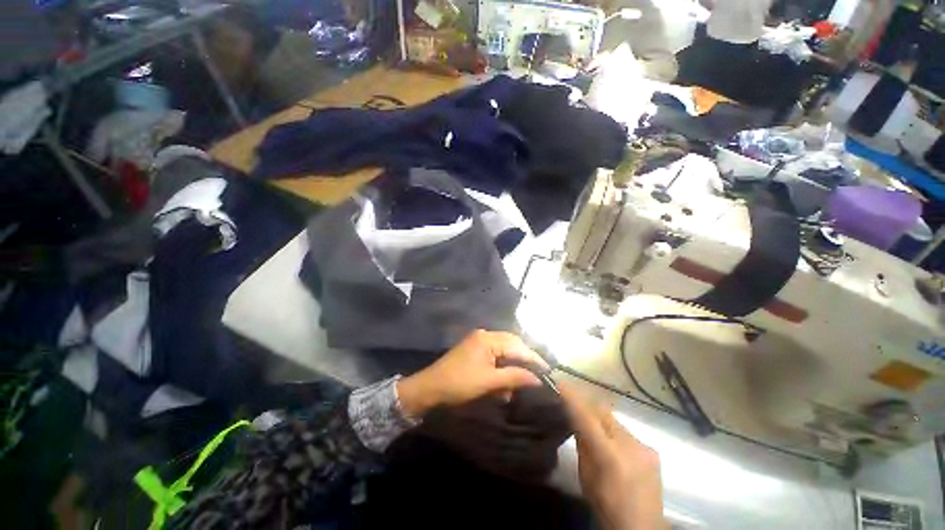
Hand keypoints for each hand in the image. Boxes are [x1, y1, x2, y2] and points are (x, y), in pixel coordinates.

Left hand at [396, 330, 547, 417]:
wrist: (430, 388)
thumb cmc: (460, 383)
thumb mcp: (489, 382)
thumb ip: (514, 377)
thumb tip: (538, 378)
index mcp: (488, 338)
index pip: (517, 346)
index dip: (533, 359)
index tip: (548, 371)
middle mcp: (485, 335)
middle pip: (512, 345)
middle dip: (523, 362)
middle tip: (536, 377)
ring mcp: (479, 342)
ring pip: (504, 352)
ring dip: (511, 368)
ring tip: (516, 387)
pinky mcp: (475, 351)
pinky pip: (494, 357)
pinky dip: (501, 370)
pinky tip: (503, 385)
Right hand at [559, 382, 666, 529]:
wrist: (642, 527)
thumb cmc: (606, 505)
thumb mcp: (586, 476)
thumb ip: (582, 445)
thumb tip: (576, 420)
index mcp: (610, 455)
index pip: (587, 417)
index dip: (572, 398)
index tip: (560, 383)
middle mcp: (630, 444)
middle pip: (602, 411)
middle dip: (586, 404)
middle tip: (572, 400)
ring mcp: (643, 446)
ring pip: (613, 420)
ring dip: (599, 418)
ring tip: (589, 423)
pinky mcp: (651, 449)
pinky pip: (625, 431)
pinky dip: (613, 430)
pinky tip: (610, 442)